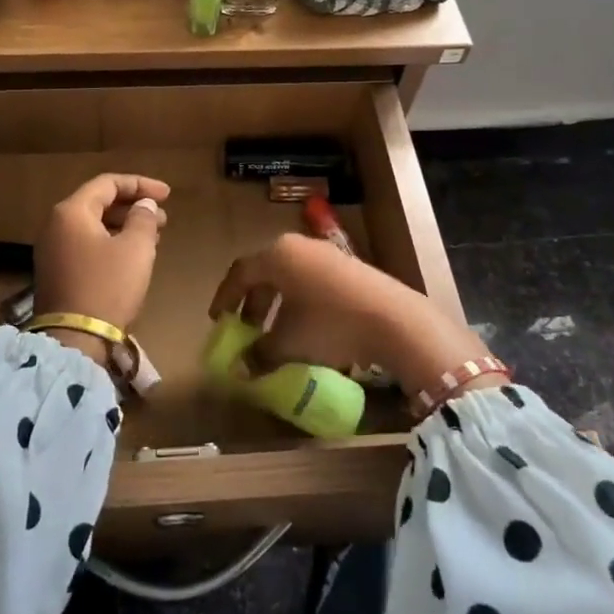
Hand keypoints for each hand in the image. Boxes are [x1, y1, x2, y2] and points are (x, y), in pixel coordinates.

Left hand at [33, 174, 170, 357]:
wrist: (74, 340)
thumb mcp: (135, 249)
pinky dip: (110, 242)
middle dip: (133, 206)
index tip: (168, 195)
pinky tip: (131, 256)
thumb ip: (143, 218)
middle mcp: (55, 225)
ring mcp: (52, 250)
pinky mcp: (55, 272)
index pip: (107, 183)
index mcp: (71, 212)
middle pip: (98, 203)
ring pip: (93, 225)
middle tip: (162, 218)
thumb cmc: (107, 287)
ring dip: (124, 226)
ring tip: (153, 237)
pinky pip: (86, 244)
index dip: (140, 184)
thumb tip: (143, 205)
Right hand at [209, 235, 492, 398]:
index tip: (219, 321)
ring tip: (275, 333)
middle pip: (265, 272)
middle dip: (252, 302)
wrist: (395, 320)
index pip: (240, 272)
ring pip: (289, 276)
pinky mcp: (349, 266)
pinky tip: (306, 328)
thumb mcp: (289, 344)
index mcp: (277, 255)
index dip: (226, 298)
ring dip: (276, 304)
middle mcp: (298, 246)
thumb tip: (240, 367)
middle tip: (246, 329)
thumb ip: (259, 354)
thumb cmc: (330, 325)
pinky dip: (299, 302)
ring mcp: (326, 253)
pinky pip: (311, 280)